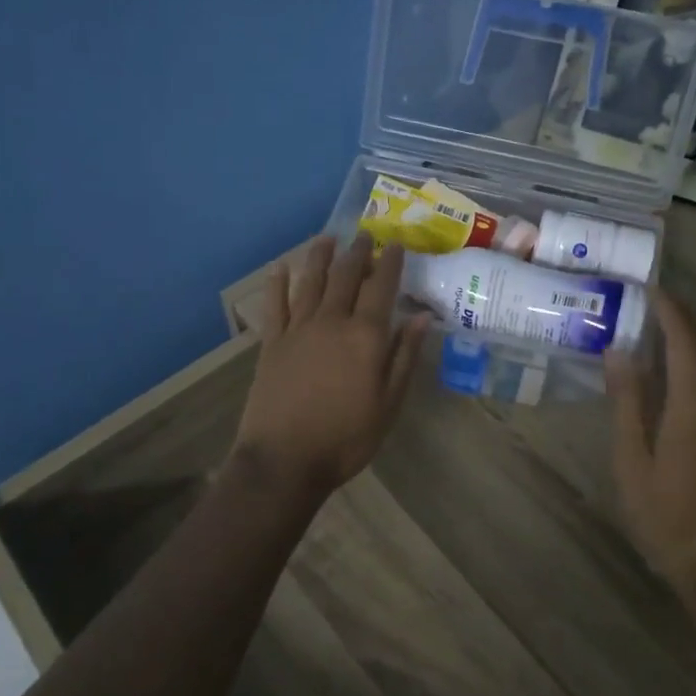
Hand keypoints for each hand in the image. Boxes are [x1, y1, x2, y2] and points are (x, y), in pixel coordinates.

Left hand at [232, 234, 430, 497]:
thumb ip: (405, 357)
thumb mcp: (389, 403)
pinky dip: (278, 283)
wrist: (284, 460)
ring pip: (310, 282)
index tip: (396, 243)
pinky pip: (275, 304)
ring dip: (320, 257)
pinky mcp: (272, 343)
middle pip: (346, 277)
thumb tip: (423, 317)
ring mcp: (298, 329)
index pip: (381, 288)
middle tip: (365, 234)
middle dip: (357, 253)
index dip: (390, 263)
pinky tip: (281, 268)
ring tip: (327, 238)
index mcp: (365, 336)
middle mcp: (331, 322)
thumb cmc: (346, 438)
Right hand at [605, 293, 695, 596]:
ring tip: (676, 327)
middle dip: (690, 316)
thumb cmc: (665, 514)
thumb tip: (619, 351)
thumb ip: (627, 401)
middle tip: (661, 303)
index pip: (685, 340)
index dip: (669, 310)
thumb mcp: (632, 459)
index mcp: (695, 405)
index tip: (650, 288)